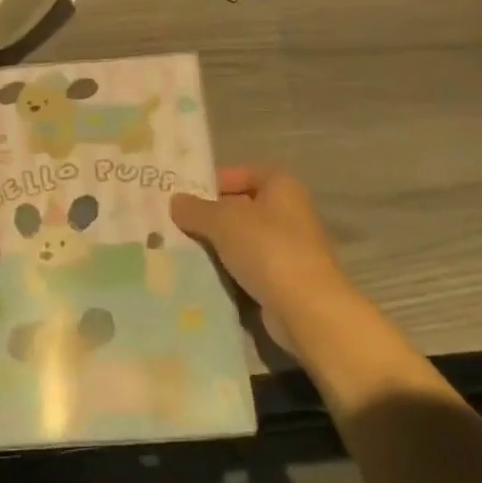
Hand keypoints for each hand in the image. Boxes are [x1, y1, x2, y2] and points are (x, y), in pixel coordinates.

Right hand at [171, 166, 359, 349]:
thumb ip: (196, 209)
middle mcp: (288, 212)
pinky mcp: (283, 280)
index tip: (184, 194)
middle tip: (175, 223)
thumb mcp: (223, 221)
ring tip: (180, 248)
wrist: (306, 309)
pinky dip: (227, 270)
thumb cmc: (267, 249)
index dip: (214, 180)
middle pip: (241, 207)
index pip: (243, 173)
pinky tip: (201, 274)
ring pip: (242, 240)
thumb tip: (175, 202)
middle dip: (210, 215)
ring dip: (216, 245)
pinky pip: (247, 267)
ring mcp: (288, 248)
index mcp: (281, 186)